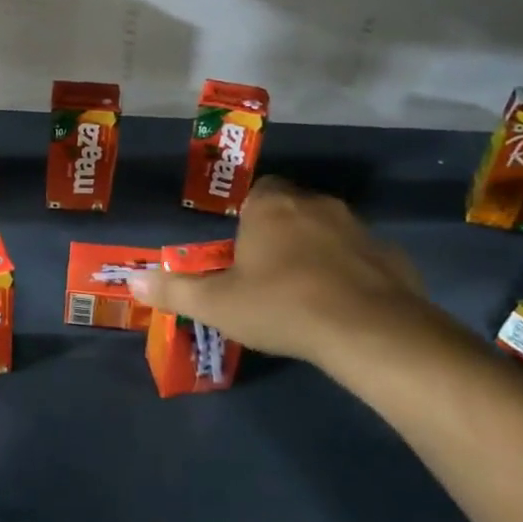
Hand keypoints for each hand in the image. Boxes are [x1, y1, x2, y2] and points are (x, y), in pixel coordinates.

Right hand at [132, 177, 443, 375]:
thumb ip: (173, 290)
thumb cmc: (281, 305)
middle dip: (282, 231)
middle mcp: (316, 205)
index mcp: (271, 207)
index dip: (249, 215)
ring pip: (330, 230)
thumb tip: (131, 279)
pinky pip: (363, 257)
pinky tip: (343, 305)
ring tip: (305, 290)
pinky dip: (351, 273)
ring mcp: (359, 228)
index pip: (259, 191)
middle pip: (294, 207)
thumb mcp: (216, 304)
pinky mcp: (391, 255)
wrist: (368, 330)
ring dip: (317, 250)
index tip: (243, 248)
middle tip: (268, 271)